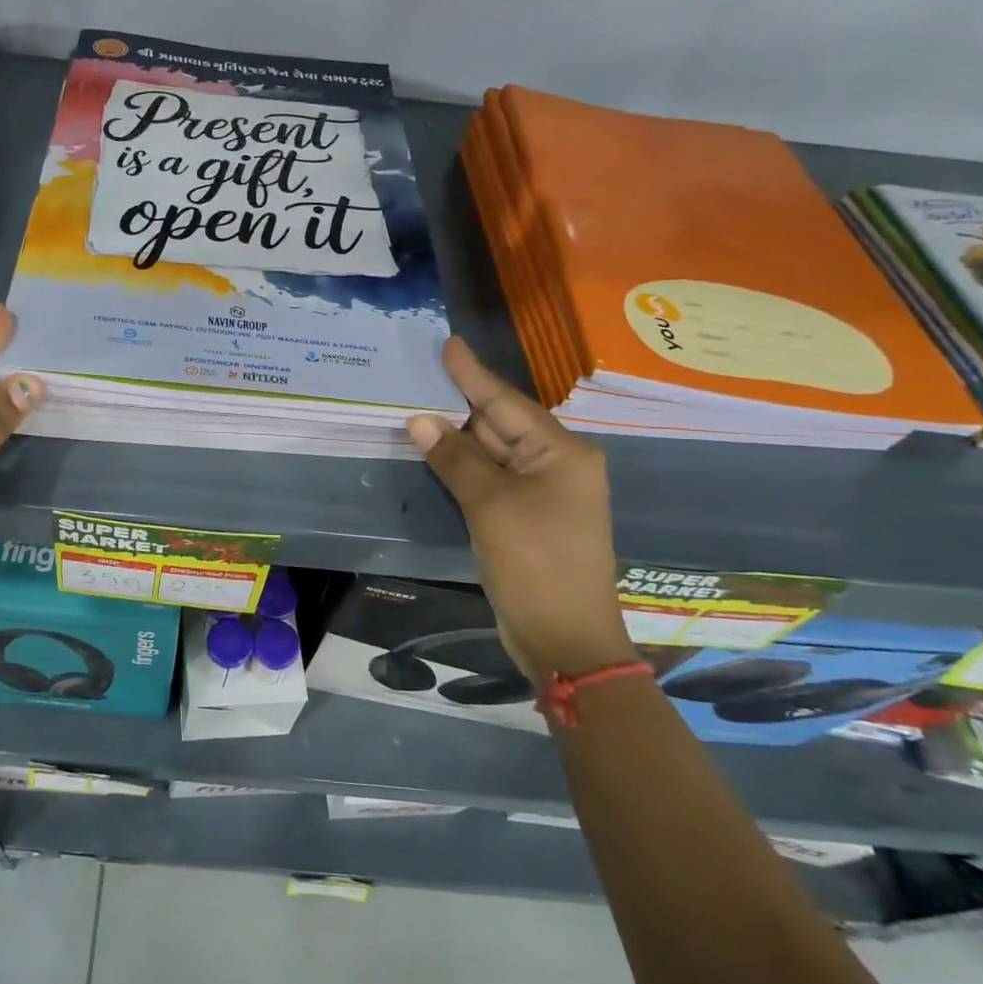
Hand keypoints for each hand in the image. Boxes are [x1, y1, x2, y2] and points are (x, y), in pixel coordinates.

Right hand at [408, 338, 634, 680]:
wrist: (564, 639)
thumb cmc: (535, 564)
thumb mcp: (490, 506)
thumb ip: (455, 459)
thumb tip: (419, 420)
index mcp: (561, 453)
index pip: (506, 403)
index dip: (472, 374)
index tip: (448, 344)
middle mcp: (556, 465)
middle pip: (500, 424)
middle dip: (459, 403)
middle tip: (419, 375)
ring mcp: (542, 493)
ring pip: (493, 452)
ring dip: (457, 436)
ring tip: (417, 405)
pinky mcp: (525, 517)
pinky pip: (490, 479)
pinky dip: (463, 466)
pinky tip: (435, 451)